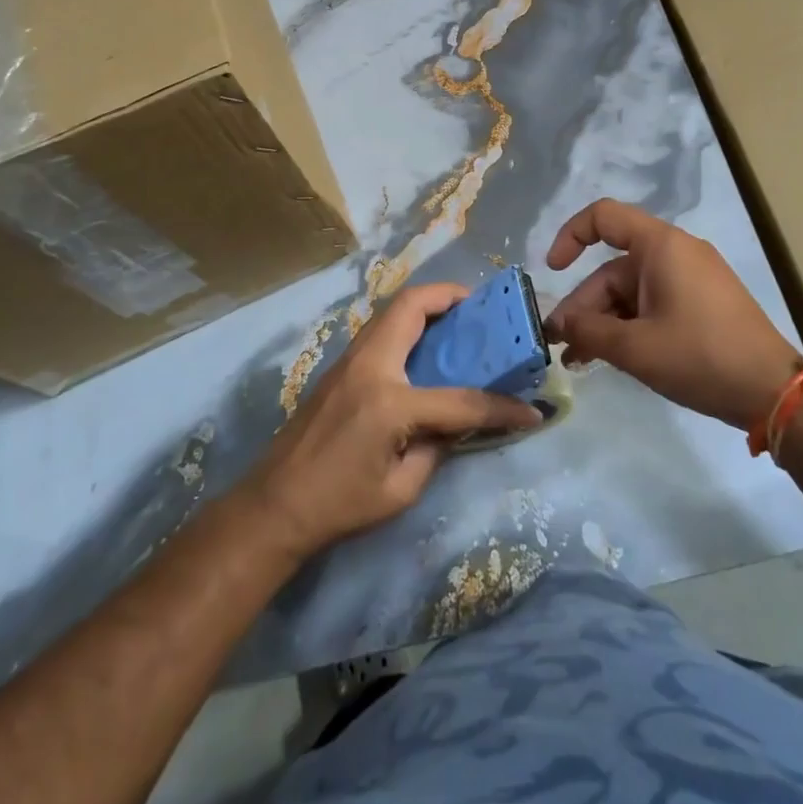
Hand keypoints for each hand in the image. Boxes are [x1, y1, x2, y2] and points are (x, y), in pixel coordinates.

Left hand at [246, 283, 541, 559]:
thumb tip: (459, 421)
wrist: (273, 507)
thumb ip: (438, 446)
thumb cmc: (339, 505)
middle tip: (479, 307)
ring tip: (456, 320)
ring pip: (391, 311)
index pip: (459, 398)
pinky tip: (424, 348)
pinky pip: (380, 330)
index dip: (500, 407)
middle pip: (412, 306)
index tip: (530, 410)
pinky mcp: (338, 368)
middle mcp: (369, 366)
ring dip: (426, 305)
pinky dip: (408, 324)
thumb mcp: (401, 489)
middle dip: (450, 296)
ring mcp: (348, 361)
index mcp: (388, 401)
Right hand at [543, 198, 798, 430]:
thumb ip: (588, 331)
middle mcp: (676, 252)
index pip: (603, 217)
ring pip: (631, 291)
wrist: (772, 391)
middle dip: (585, 306)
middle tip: (562, 346)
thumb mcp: (635, 348)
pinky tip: (611, 357)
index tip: (552, 272)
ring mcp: (692, 278)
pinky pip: (653, 303)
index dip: (570, 236)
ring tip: (579, 360)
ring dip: (604, 321)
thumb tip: (558, 324)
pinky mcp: (702, 302)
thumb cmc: (700, 357)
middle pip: (614, 268)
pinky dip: (630, 325)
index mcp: (661, 246)